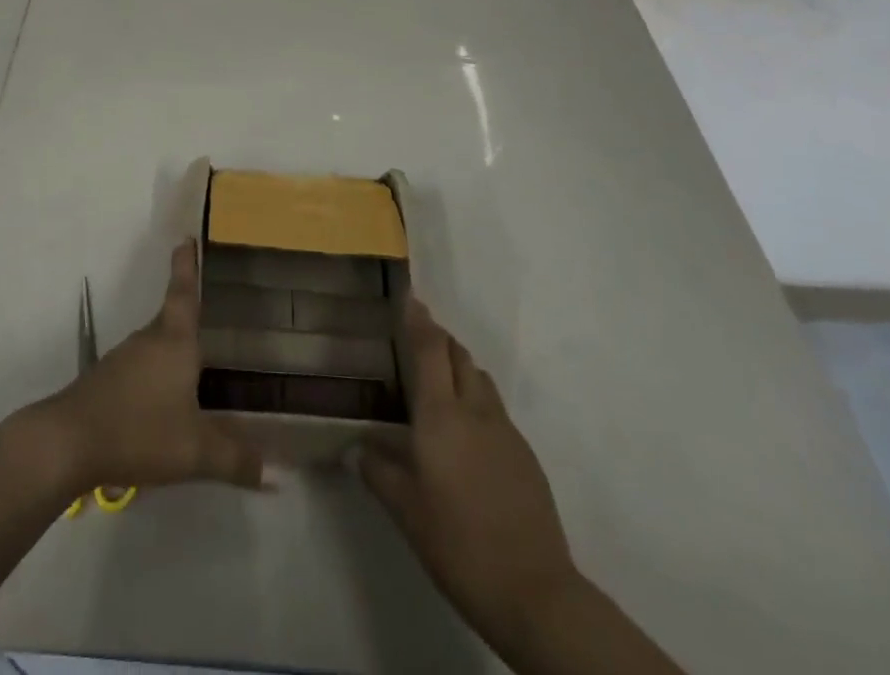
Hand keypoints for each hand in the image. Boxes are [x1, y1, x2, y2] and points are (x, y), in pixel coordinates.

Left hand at [23, 241, 264, 496]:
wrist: (68, 442)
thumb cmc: (138, 430)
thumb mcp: (194, 451)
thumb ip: (234, 458)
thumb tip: (275, 474)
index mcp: (174, 341)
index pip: (184, 293)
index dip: (187, 266)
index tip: (185, 238)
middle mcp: (148, 341)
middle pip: (171, 319)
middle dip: (188, 316)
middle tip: (210, 315)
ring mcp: (123, 360)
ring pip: (155, 347)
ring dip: (172, 352)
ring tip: (193, 368)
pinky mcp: (107, 382)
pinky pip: (140, 370)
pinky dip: (156, 377)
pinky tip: (163, 404)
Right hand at [359, 296, 578, 646]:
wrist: (535, 593)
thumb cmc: (457, 543)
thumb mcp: (405, 510)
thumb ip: (376, 470)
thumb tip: (354, 448)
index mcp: (441, 415)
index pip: (429, 349)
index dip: (418, 319)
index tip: (409, 297)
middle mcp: (475, 411)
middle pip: (459, 355)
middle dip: (439, 339)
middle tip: (416, 340)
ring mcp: (506, 432)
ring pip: (480, 379)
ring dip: (459, 368)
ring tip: (439, 384)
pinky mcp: (525, 456)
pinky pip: (495, 410)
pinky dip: (476, 401)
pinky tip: (466, 435)